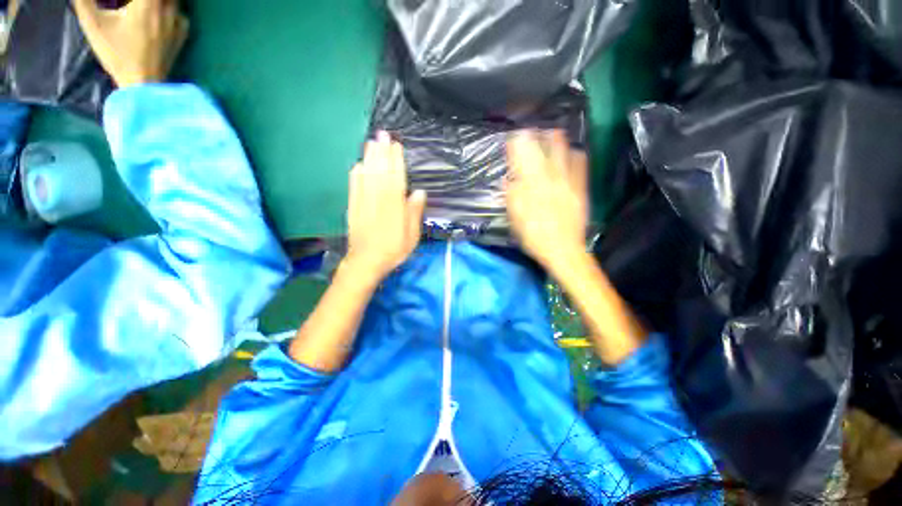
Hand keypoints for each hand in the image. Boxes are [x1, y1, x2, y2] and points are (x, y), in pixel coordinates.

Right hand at [73, 0, 188, 87]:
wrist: (143, 83)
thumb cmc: (117, 55)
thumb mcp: (94, 25)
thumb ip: (84, 2)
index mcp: (148, 4)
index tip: (125, 0)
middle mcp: (167, 10)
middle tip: (132, 3)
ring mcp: (177, 23)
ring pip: (174, 1)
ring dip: (159, 0)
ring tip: (144, 6)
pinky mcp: (182, 36)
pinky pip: (181, 14)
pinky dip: (171, 9)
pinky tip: (160, 14)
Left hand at [345, 132, 426, 283]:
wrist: (366, 262)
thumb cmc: (393, 249)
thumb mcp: (411, 235)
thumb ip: (414, 213)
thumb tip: (419, 192)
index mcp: (393, 206)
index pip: (395, 178)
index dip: (396, 161)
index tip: (396, 146)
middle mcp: (377, 199)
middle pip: (380, 172)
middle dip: (382, 152)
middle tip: (383, 134)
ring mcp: (362, 201)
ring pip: (366, 175)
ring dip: (369, 158)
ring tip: (371, 142)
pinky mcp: (353, 206)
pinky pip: (354, 185)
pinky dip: (356, 173)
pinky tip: (358, 164)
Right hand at [505, 130, 588, 272]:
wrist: (563, 250)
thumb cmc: (534, 237)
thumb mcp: (516, 220)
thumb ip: (512, 197)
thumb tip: (507, 180)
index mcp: (532, 188)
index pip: (523, 160)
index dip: (518, 145)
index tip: (513, 137)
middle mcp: (550, 181)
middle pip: (544, 152)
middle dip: (537, 138)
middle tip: (532, 130)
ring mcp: (568, 183)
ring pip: (564, 155)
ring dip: (557, 142)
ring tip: (552, 133)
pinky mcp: (581, 189)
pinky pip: (581, 166)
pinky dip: (576, 155)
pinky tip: (574, 152)